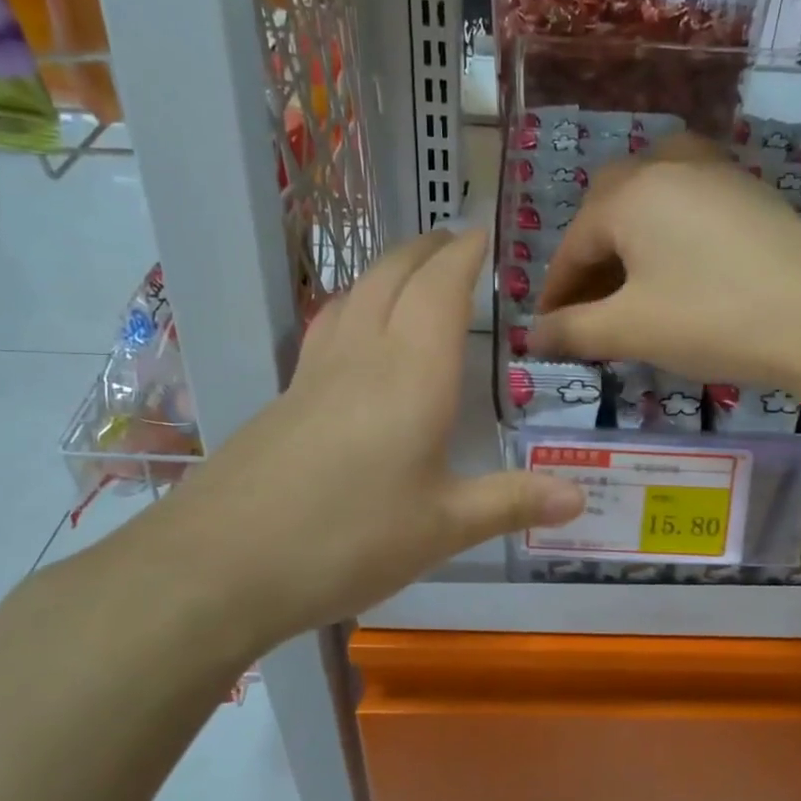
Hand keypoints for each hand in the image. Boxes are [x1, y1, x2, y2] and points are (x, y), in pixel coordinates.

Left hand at [136, 229, 583, 653]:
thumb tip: (579, 499)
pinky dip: (353, 305)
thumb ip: (512, 503)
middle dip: (425, 249)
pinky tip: (353, 332)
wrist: (221, 566)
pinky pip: (326, 328)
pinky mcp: (283, 398)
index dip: (463, 256)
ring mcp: (314, 374)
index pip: (441, 290)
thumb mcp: (443, 528)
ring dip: (385, 270)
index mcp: (412, 375)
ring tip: (409, 272)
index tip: (483, 234)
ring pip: (353, 294)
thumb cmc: (348, 541)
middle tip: (452, 242)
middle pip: (391, 276)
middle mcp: (363, 357)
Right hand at [531, 133, 800, 387]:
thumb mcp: (630, 330)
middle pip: (609, 207)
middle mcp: (668, 167)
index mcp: (630, 195)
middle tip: (588, 303)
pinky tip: (680, 264)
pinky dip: (669, 228)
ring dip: (629, 234)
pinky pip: (691, 200)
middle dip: (590, 256)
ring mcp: (716, 173)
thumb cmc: (710, 320)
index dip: (555, 291)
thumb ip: (572, 330)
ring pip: (652, 194)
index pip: (573, 244)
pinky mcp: (751, 192)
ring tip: (629, 277)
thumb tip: (531, 337)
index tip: (547, 329)